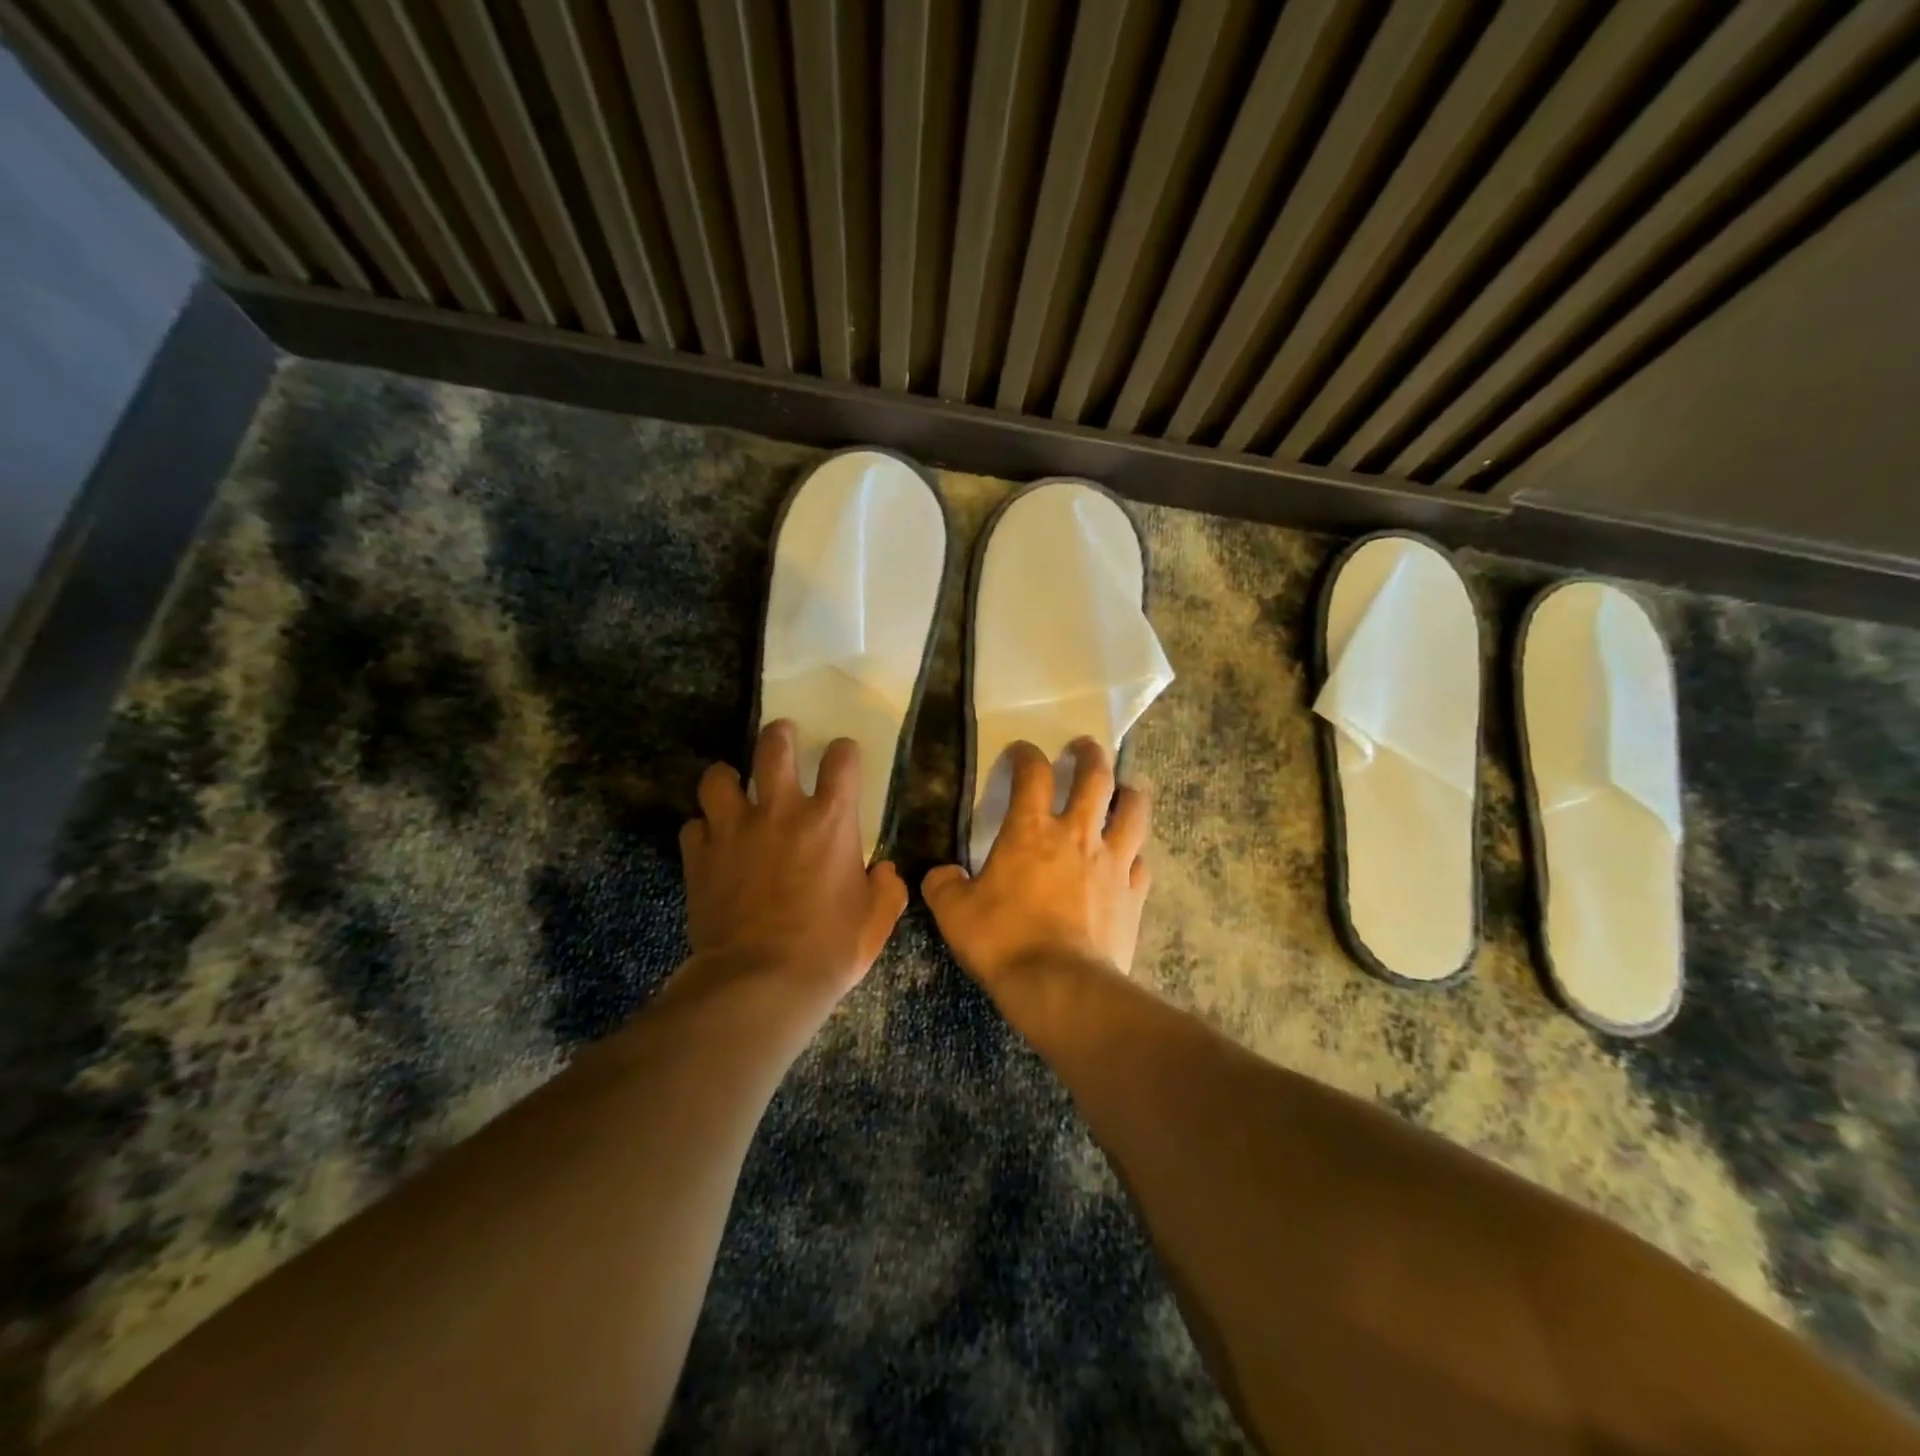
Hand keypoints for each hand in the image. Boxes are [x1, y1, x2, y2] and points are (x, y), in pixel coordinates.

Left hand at [680, 721, 906, 998]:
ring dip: (727, 777)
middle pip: (773, 746)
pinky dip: (703, 829)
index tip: (843, 757)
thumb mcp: (876, 921)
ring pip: (718, 777)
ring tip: (733, 785)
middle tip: (782, 737)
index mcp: (830, 820)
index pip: (841, 759)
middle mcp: (780, 811)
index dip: (844, 751)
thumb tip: (885, 872)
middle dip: (780, 735)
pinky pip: (694, 826)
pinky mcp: (699, 857)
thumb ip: (887, 889)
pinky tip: (710, 841)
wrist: (760, 981)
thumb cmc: (828, 949)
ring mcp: (733, 830)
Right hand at [923, 738, 1150, 989]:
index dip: (1025, 754)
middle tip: (1084, 747)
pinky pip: (1141, 861)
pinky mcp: (1133, 894)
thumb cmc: (1003, 940)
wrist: (1060, 986)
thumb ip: (943, 885)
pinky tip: (1129, 858)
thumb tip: (940, 875)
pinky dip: (1135, 853)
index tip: (1020, 752)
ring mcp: (1112, 862)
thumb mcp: (954, 913)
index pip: (1032, 773)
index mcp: (1031, 830)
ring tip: (1123, 789)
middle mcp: (1077, 834)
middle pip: (1095, 777)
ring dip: (1128, 793)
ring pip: (1132, 810)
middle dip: (1090, 755)